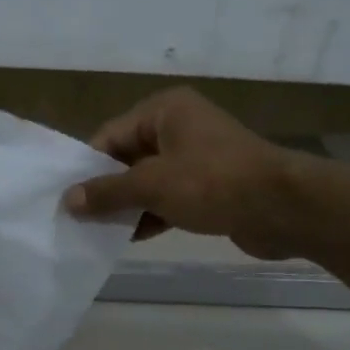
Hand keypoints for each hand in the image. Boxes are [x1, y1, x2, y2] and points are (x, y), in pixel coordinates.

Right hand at [64, 88, 305, 258]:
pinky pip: (169, 198)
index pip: (111, 135)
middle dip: (106, 190)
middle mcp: (180, 128)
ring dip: (127, 207)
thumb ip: (108, 192)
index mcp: (165, 110)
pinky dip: (151, 215)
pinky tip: (130, 238)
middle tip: (78, 220)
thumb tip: (68, 201)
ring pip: (148, 182)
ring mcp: (197, 158)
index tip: (66, 199)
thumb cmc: (213, 183)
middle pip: (128, 158)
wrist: (282, 208)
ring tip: (97, 234)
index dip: (87, 168)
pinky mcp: (209, 187)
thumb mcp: (152, 185)